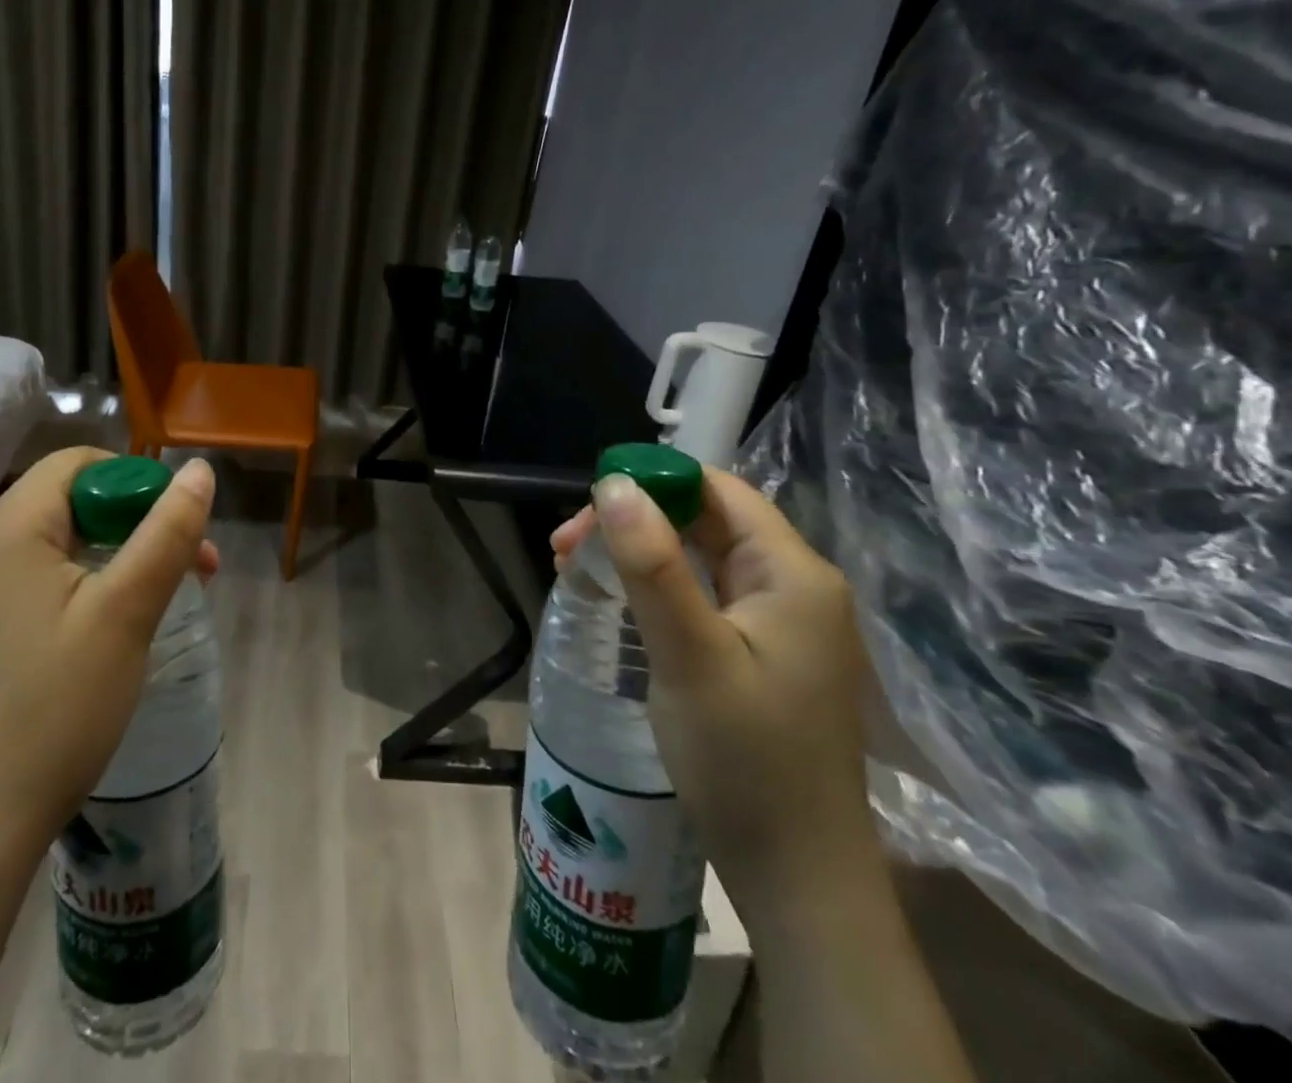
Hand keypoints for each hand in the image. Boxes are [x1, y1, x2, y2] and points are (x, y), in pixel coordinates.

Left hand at [0, 447, 218, 852]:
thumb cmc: (57, 706)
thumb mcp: (126, 611)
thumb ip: (167, 533)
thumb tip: (199, 469)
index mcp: (7, 529)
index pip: (78, 463)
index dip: (137, 481)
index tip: (178, 528)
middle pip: (72, 499)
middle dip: (138, 521)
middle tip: (192, 567)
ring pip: (62, 540)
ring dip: (120, 553)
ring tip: (165, 595)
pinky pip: (43, 575)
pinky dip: (88, 581)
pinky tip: (117, 621)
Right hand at [552, 467, 876, 920]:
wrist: (798, 878)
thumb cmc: (745, 761)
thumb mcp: (690, 655)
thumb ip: (653, 566)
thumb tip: (614, 484)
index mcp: (793, 573)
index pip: (717, 491)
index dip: (650, 483)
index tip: (586, 510)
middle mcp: (794, 586)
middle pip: (705, 521)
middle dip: (632, 522)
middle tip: (564, 548)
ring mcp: (781, 623)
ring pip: (699, 558)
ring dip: (637, 554)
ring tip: (574, 570)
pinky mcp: (762, 653)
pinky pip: (703, 596)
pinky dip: (655, 588)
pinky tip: (616, 603)